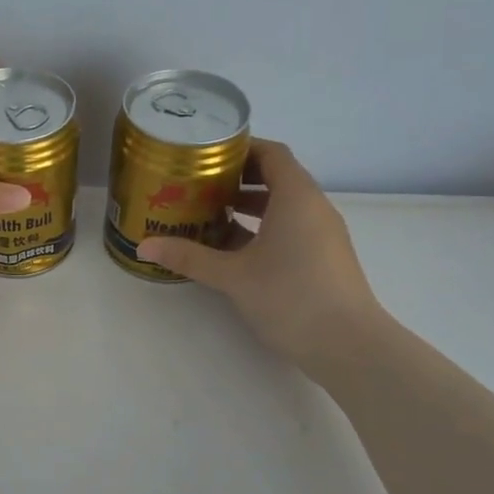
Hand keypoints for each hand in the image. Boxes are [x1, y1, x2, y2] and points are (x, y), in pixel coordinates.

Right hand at [137, 139, 390, 377]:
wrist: (349, 346)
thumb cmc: (291, 296)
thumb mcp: (233, 275)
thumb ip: (190, 257)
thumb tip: (144, 246)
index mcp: (296, 197)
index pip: (271, 153)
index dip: (240, 148)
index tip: (206, 154)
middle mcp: (313, 208)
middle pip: (276, 177)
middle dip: (237, 178)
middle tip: (198, 184)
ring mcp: (322, 235)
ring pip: (282, 206)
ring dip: (248, 206)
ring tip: (208, 214)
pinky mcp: (323, 259)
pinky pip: (290, 229)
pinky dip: (262, 229)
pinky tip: (232, 248)